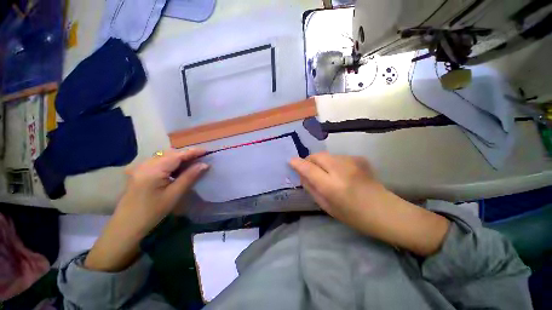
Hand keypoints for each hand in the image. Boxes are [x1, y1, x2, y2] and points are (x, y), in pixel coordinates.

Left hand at [85, 148, 207, 271]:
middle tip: (201, 159)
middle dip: (186, 155)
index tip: (206, 151)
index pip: (177, 155)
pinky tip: (177, 170)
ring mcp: (140, 167)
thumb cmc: (152, 212)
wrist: (127, 226)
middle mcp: (145, 164)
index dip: (192, 152)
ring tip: (192, 164)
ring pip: (164, 157)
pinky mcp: (139, 172)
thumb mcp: (174, 194)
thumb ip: (189, 177)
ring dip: (179, 159)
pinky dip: (170, 163)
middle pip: (170, 154)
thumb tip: (204, 165)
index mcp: (153, 170)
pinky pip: (158, 162)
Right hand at [290, 153, 381, 222]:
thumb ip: (311, 188)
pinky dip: (333, 162)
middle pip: (317, 156)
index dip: (297, 163)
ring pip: (327, 155)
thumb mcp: (326, 206)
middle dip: (309, 160)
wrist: (386, 212)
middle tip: (309, 169)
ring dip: (321, 162)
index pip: (309, 168)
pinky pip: (337, 157)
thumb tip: (301, 174)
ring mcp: (352, 162)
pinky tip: (340, 172)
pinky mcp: (359, 158)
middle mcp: (341, 170)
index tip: (290, 161)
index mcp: (332, 186)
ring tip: (326, 173)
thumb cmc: (353, 216)